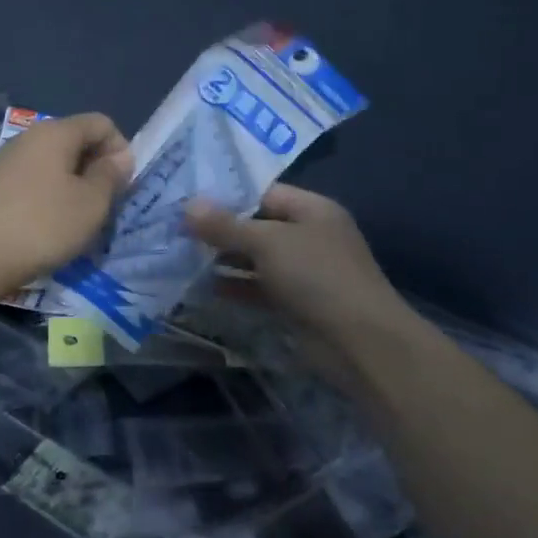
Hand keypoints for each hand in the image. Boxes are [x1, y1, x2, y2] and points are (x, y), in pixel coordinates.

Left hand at [0, 113, 132, 297]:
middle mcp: (30, 137)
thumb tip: (120, 157)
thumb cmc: (43, 226)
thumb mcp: (91, 204)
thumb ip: (111, 175)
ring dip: (75, 183)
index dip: (120, 149)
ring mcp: (8, 159)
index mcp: (56, 132)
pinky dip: (51, 193)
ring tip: (79, 218)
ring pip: (55, 161)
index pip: (101, 123)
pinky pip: (35, 177)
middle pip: (77, 139)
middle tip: (105, 204)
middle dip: (98, 167)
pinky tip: (49, 224)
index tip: (123, 185)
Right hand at [185, 184, 398, 341]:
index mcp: (312, 209)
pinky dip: (235, 286)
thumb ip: (226, 225)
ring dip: (224, 259)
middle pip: (257, 225)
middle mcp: (309, 235)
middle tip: (177, 228)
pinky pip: (259, 287)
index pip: (263, 193)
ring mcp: (304, 271)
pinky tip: (203, 287)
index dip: (226, 196)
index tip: (187, 200)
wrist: (360, 344)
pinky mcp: (297, 303)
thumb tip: (188, 206)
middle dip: (220, 229)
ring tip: (181, 255)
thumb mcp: (267, 243)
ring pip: (256, 258)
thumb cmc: (317, 277)